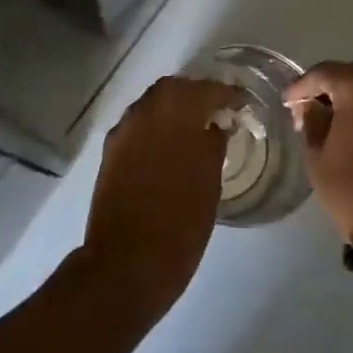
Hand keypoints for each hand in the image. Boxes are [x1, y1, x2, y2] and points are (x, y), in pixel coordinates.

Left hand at [83, 77, 238, 323]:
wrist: (126, 263)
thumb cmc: (179, 224)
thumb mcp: (209, 183)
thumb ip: (213, 145)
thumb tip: (215, 126)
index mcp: (175, 116)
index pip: (205, 90)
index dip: (226, 94)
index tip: (242, 103)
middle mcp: (144, 114)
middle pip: (172, 89)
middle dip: (196, 94)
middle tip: (217, 111)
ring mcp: (123, 132)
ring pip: (151, 104)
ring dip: (174, 108)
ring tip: (196, 128)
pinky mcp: (110, 152)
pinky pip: (138, 125)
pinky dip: (156, 126)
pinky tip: (170, 146)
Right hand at [283, 61, 352, 245]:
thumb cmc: (352, 185)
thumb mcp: (317, 153)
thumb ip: (311, 120)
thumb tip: (312, 106)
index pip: (323, 73)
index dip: (301, 86)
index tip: (286, 102)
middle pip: (350, 75)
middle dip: (327, 89)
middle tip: (306, 109)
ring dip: (350, 98)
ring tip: (330, 120)